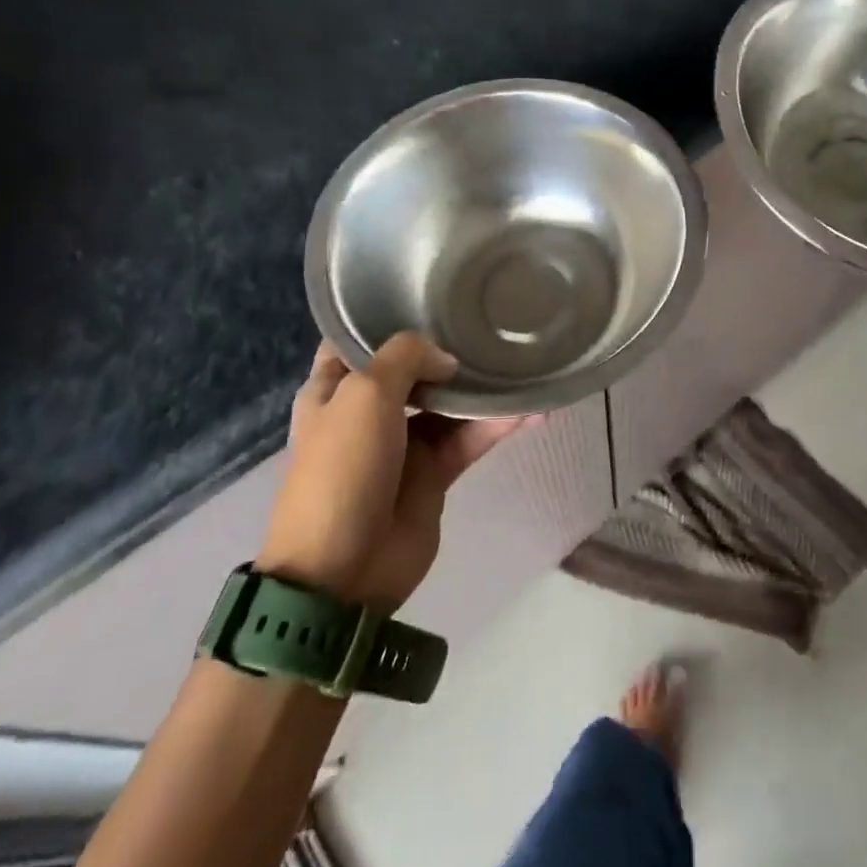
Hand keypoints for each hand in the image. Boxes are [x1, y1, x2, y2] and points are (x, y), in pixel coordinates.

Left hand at [255, 334, 536, 608]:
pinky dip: (496, 425)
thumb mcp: (364, 394)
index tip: (431, 295)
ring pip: (448, 404)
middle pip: (413, 368)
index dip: (389, 318)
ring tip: (523, 365)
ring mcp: (403, 443)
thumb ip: (406, 357)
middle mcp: (368, 410)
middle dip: (448, 349)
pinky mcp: (433, 474)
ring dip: (481, 389)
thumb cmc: (342, 469)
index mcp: (334, 388)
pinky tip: (532, 410)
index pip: (359, 340)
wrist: (342, 571)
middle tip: (490, 322)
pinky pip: (468, 439)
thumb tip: (447, 360)